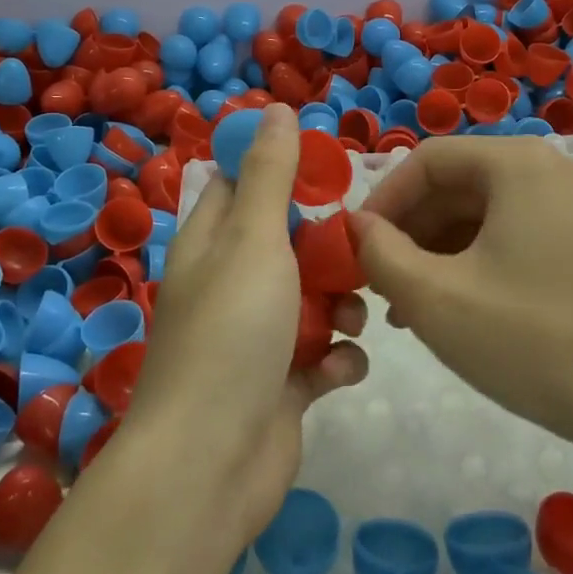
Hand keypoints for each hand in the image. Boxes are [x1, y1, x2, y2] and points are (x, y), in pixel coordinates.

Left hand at [129, 103, 369, 543]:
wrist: (210, 465)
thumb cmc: (232, 333)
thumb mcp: (253, 239)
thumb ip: (269, 175)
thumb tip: (275, 108)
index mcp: (212, 241)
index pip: (242, 181)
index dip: (284, 167)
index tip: (332, 168)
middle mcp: (231, 282)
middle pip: (288, 240)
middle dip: (329, 243)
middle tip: (362, 245)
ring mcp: (256, 336)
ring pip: (313, 298)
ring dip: (341, 303)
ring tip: (353, 315)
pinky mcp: (281, 384)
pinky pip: (322, 356)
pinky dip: (337, 359)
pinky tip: (342, 369)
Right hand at [349, 137, 572, 453]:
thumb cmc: (533, 340)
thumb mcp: (435, 298)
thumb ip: (379, 253)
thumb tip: (356, 227)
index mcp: (517, 164)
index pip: (427, 160)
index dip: (382, 200)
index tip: (354, 247)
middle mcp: (549, 170)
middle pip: (455, 184)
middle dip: (408, 231)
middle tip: (377, 281)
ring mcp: (572, 207)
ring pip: (480, 214)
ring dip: (435, 252)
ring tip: (405, 305)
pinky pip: (510, 235)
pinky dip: (471, 263)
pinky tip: (450, 308)